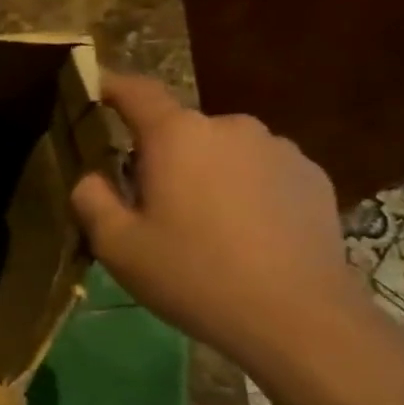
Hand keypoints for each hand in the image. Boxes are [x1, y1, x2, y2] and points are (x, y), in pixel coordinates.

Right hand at [71, 74, 365, 370]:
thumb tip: (92, 177)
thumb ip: (91, 199)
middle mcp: (229, 126)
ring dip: (205, 175)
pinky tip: (247, 237)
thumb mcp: (117, 246)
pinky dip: (244, 192)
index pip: (136, 91)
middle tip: (152, 207)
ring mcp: (278, 148)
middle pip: (180, 131)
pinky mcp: (312, 176)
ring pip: (222, 152)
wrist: (298, 317)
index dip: (111, 87)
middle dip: (161, 157)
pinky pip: (260, 172)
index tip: (95, 91)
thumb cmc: (193, 275)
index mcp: (176, 136)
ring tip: (205, 228)